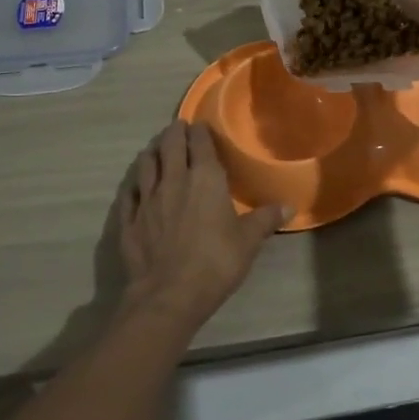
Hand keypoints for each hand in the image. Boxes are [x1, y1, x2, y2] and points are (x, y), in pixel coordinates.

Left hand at [115, 121, 287, 326]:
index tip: (200, 125)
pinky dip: (133, 183)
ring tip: (154, 147)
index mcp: (204, 179)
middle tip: (177, 127)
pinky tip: (135, 184)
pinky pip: (129, 193)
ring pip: (145, 164)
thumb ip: (265, 219)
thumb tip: (289, 206)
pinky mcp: (129, 219)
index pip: (200, 144)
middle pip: (169, 146)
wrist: (169, 295)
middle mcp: (173, 180)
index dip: (200, 131)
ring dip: (151, 151)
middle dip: (174, 132)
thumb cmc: (215, 262)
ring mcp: (146, 199)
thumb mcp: (248, 241)